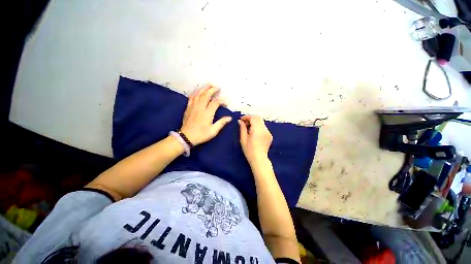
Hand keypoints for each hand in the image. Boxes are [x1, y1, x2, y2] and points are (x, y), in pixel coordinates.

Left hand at [180, 85, 231, 145]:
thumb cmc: (201, 134)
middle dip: (213, 89)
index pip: (216, 102)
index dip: (222, 101)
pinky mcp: (188, 107)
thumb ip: (221, 123)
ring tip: (209, 85)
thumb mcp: (213, 131)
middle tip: (218, 88)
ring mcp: (193, 106)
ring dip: (204, 88)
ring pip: (199, 94)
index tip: (225, 103)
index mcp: (207, 113)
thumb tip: (229, 118)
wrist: (186, 137)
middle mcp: (200, 107)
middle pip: (207, 94)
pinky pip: (192, 97)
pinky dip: (196, 92)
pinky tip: (199, 91)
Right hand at [238, 115, 272, 164]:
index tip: (241, 119)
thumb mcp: (243, 139)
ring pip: (261, 122)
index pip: (253, 118)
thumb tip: (240, 121)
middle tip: (244, 123)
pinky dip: (258, 126)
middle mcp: (264, 129)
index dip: (247, 117)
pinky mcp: (269, 135)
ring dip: (254, 122)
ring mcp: (268, 132)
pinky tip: (254, 132)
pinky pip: (263, 127)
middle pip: (258, 118)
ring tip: (248, 127)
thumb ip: (242, 128)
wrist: (259, 159)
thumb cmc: (249, 150)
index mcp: (257, 130)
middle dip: (251, 118)